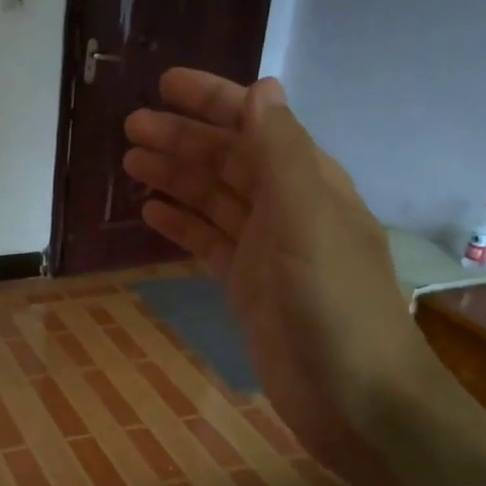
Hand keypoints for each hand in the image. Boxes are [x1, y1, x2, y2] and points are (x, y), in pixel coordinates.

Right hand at [123, 70, 427, 475]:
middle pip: (227, 160)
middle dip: (182, 139)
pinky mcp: (247, 286)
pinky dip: (182, 224)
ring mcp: (266, 249)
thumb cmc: (334, 305)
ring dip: (176, 178)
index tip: (164, 85)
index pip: (255, 125)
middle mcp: (287, 208)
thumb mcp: (308, 221)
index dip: (212, 100)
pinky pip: (208, 242)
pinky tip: (152, 214)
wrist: (356, 400)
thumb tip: (261, 87)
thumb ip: (281, 155)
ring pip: (213, 199)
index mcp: (308, 182)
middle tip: (130, 129)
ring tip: (130, 163)